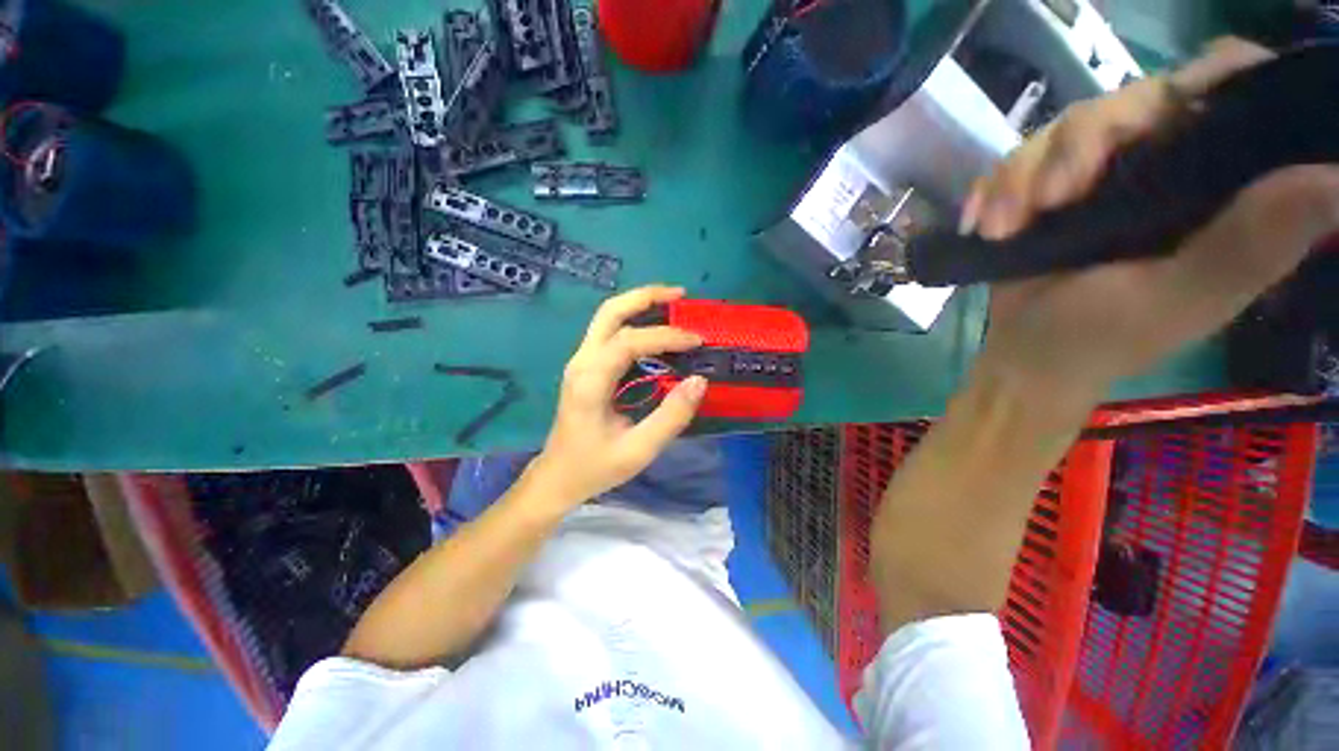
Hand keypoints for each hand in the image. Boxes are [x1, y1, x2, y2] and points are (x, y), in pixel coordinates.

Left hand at [524, 285, 707, 507]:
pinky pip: (609, 333)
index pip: (629, 341)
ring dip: (639, 305)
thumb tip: (699, 381)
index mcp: (590, 381)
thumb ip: (670, 417)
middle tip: (682, 295)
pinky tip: (658, 331)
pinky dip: (634, 322)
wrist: (558, 477)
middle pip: (609, 312)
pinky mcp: (584, 368)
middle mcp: (581, 362)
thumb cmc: (595, 467)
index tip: (698, 342)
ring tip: (675, 305)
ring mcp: (580, 363)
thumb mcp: (638, 450)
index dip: (666, 336)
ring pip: (606, 318)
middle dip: (645, 296)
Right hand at [962, 39, 1338, 403]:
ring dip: (1038, 164)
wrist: (1027, 365)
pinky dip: (1012, 175)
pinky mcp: (1077, 170)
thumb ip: (1257, 236)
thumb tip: (1327, 188)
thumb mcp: (1192, 289)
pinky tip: (991, 220)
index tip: (1201, 78)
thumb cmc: (1107, 339)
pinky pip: (1043, 139)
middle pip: (1149, 100)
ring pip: (1087, 116)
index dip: (1227, 76)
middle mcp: (1181, 171)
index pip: (1236, 106)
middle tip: (1057, 198)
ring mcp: (1124, 167)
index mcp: (1222, 196)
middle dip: (1092, 137)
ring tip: (1009, 224)